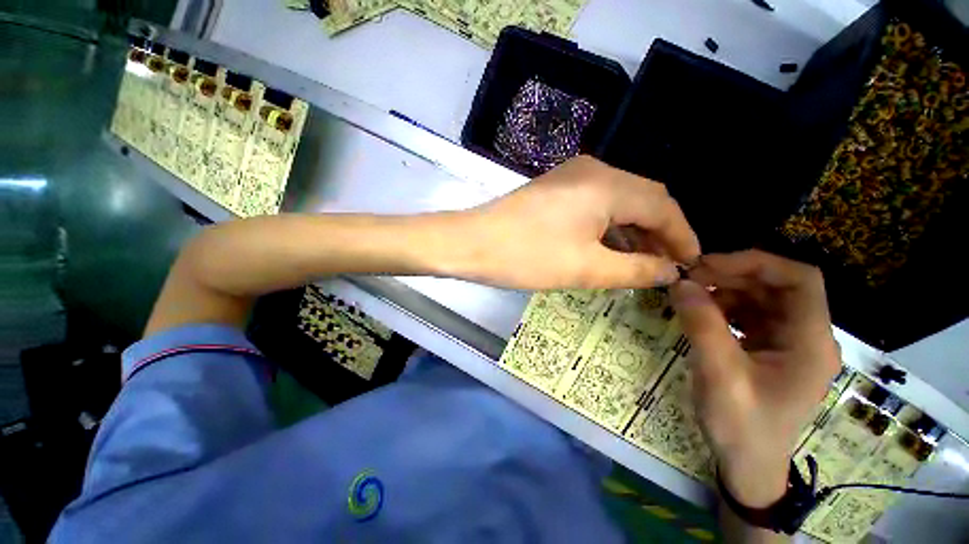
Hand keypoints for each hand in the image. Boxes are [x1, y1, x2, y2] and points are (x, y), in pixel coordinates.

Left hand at [453, 156, 700, 288]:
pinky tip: (612, 247)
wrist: (472, 243)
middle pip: (644, 199)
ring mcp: (571, 177)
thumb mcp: (587, 269)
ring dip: (634, 230)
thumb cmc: (528, 256)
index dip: (683, 237)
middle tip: (669, 266)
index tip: (693, 265)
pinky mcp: (556, 189)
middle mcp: (594, 170)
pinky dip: (610, 226)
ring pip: (619, 201)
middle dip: (661, 233)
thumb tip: (671, 271)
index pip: (663, 207)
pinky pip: (596, 204)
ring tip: (644, 262)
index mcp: (607, 184)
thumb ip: (636, 270)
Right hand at [670, 250, 840, 506]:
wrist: (747, 465)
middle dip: (733, 274)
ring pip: (761, 296)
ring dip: (725, 289)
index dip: (757, 263)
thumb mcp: (719, 375)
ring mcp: (788, 342)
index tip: (709, 265)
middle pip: (777, 285)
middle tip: (690, 277)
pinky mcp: (769, 348)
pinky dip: (723, 305)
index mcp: (810, 343)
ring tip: (690, 294)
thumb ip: (702, 326)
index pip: (801, 280)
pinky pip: (749, 313)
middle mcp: (806, 336)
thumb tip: (680, 283)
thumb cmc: (741, 425)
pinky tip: (701, 312)